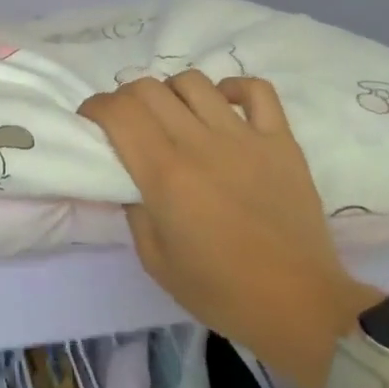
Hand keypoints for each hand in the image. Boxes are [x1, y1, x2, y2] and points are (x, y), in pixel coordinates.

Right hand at [80, 72, 377, 387]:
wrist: (298, 305)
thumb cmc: (219, 290)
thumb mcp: (154, 260)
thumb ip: (133, 210)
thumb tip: (128, 179)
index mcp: (164, 174)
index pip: (119, 112)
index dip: (95, 108)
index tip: (90, 122)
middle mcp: (200, 143)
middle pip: (149, 88)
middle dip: (124, 97)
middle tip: (125, 122)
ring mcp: (244, 137)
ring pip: (194, 82)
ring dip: (170, 92)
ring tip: (172, 115)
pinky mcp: (281, 141)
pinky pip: (256, 91)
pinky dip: (232, 88)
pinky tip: (222, 107)